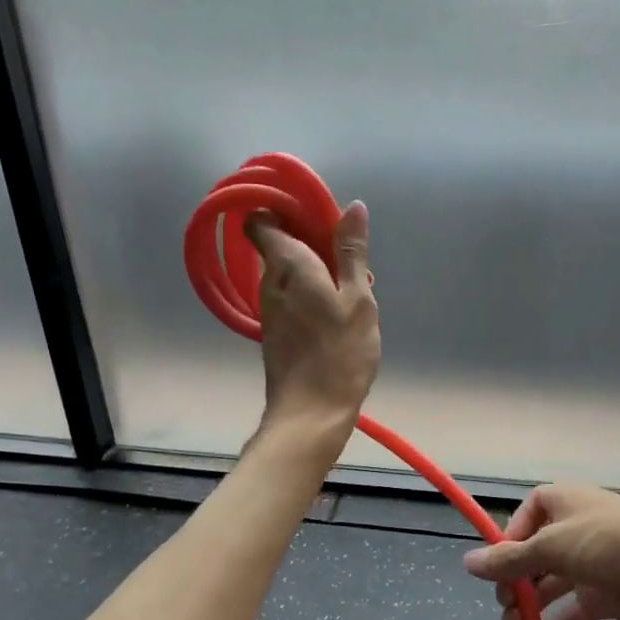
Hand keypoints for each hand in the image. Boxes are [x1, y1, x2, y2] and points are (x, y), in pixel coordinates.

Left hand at [245, 201, 379, 441]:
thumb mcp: (357, 298)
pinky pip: (289, 293)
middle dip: (308, 238)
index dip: (283, 208)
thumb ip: (352, 252)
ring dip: (313, 266)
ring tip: (349, 283)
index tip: (315, 212)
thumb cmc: (339, 352)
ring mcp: (269, 307)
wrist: (310, 413)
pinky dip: (309, 289)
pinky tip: (336, 309)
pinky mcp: (274, 329)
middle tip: (347, 252)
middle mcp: (270, 281)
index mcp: (287, 265)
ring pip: (285, 270)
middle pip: (278, 243)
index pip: (261, 220)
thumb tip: (353, 207)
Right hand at [463, 484, 619, 619]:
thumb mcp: (554, 545)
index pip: (522, 521)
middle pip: (532, 558)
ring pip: (547, 591)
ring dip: (526, 614)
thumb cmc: (612, 541)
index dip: (507, 545)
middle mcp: (572, 531)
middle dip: (514, 586)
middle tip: (506, 610)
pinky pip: (565, 616)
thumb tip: (468, 564)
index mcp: (561, 503)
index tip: (496, 572)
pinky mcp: (604, 599)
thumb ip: (511, 560)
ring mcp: (589, 566)